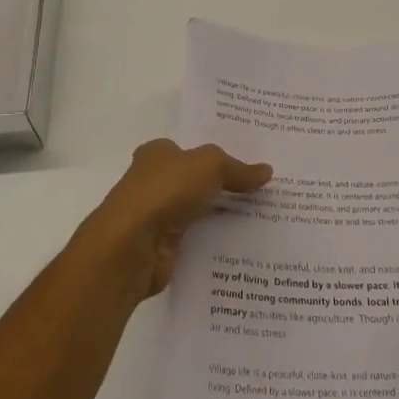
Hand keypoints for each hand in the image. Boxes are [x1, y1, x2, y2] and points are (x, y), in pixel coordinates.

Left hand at [81, 139, 271, 299]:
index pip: (190, 150)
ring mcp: (157, 216)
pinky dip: (216, 242)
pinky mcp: (163, 248)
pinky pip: (198, 240)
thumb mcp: (209, 165)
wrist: (131, 246)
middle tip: (264, 189)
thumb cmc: (165, 190)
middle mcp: (154, 182)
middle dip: (223, 185)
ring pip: (198, 211)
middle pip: (196, 181)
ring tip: (264, 217)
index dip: (217, 154)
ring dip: (222, 215)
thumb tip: (267, 171)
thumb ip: (237, 169)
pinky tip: (244, 244)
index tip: (248, 161)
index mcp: (157, 154)